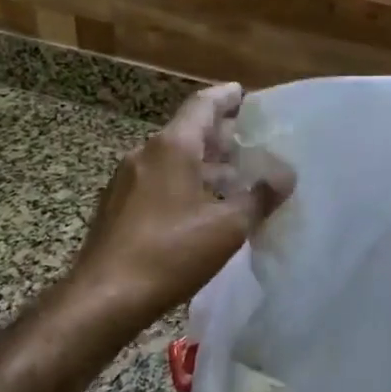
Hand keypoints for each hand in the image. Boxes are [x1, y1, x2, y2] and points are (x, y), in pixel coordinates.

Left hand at [71, 83, 292, 324]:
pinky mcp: (116, 206)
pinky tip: (199, 207)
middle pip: (187, 132)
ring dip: (202, 164)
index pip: (202, 106)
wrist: (105, 297)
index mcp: (171, 147)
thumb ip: (259, 198)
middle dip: (219, 136)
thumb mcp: (226, 227)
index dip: (226, 97)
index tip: (244, 93)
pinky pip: (156, 181)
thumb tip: (285, 176)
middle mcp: (144, 154)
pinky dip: (182, 182)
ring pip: (171, 159)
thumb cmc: (171, 254)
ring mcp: (125, 180)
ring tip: (231, 178)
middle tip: (249, 142)